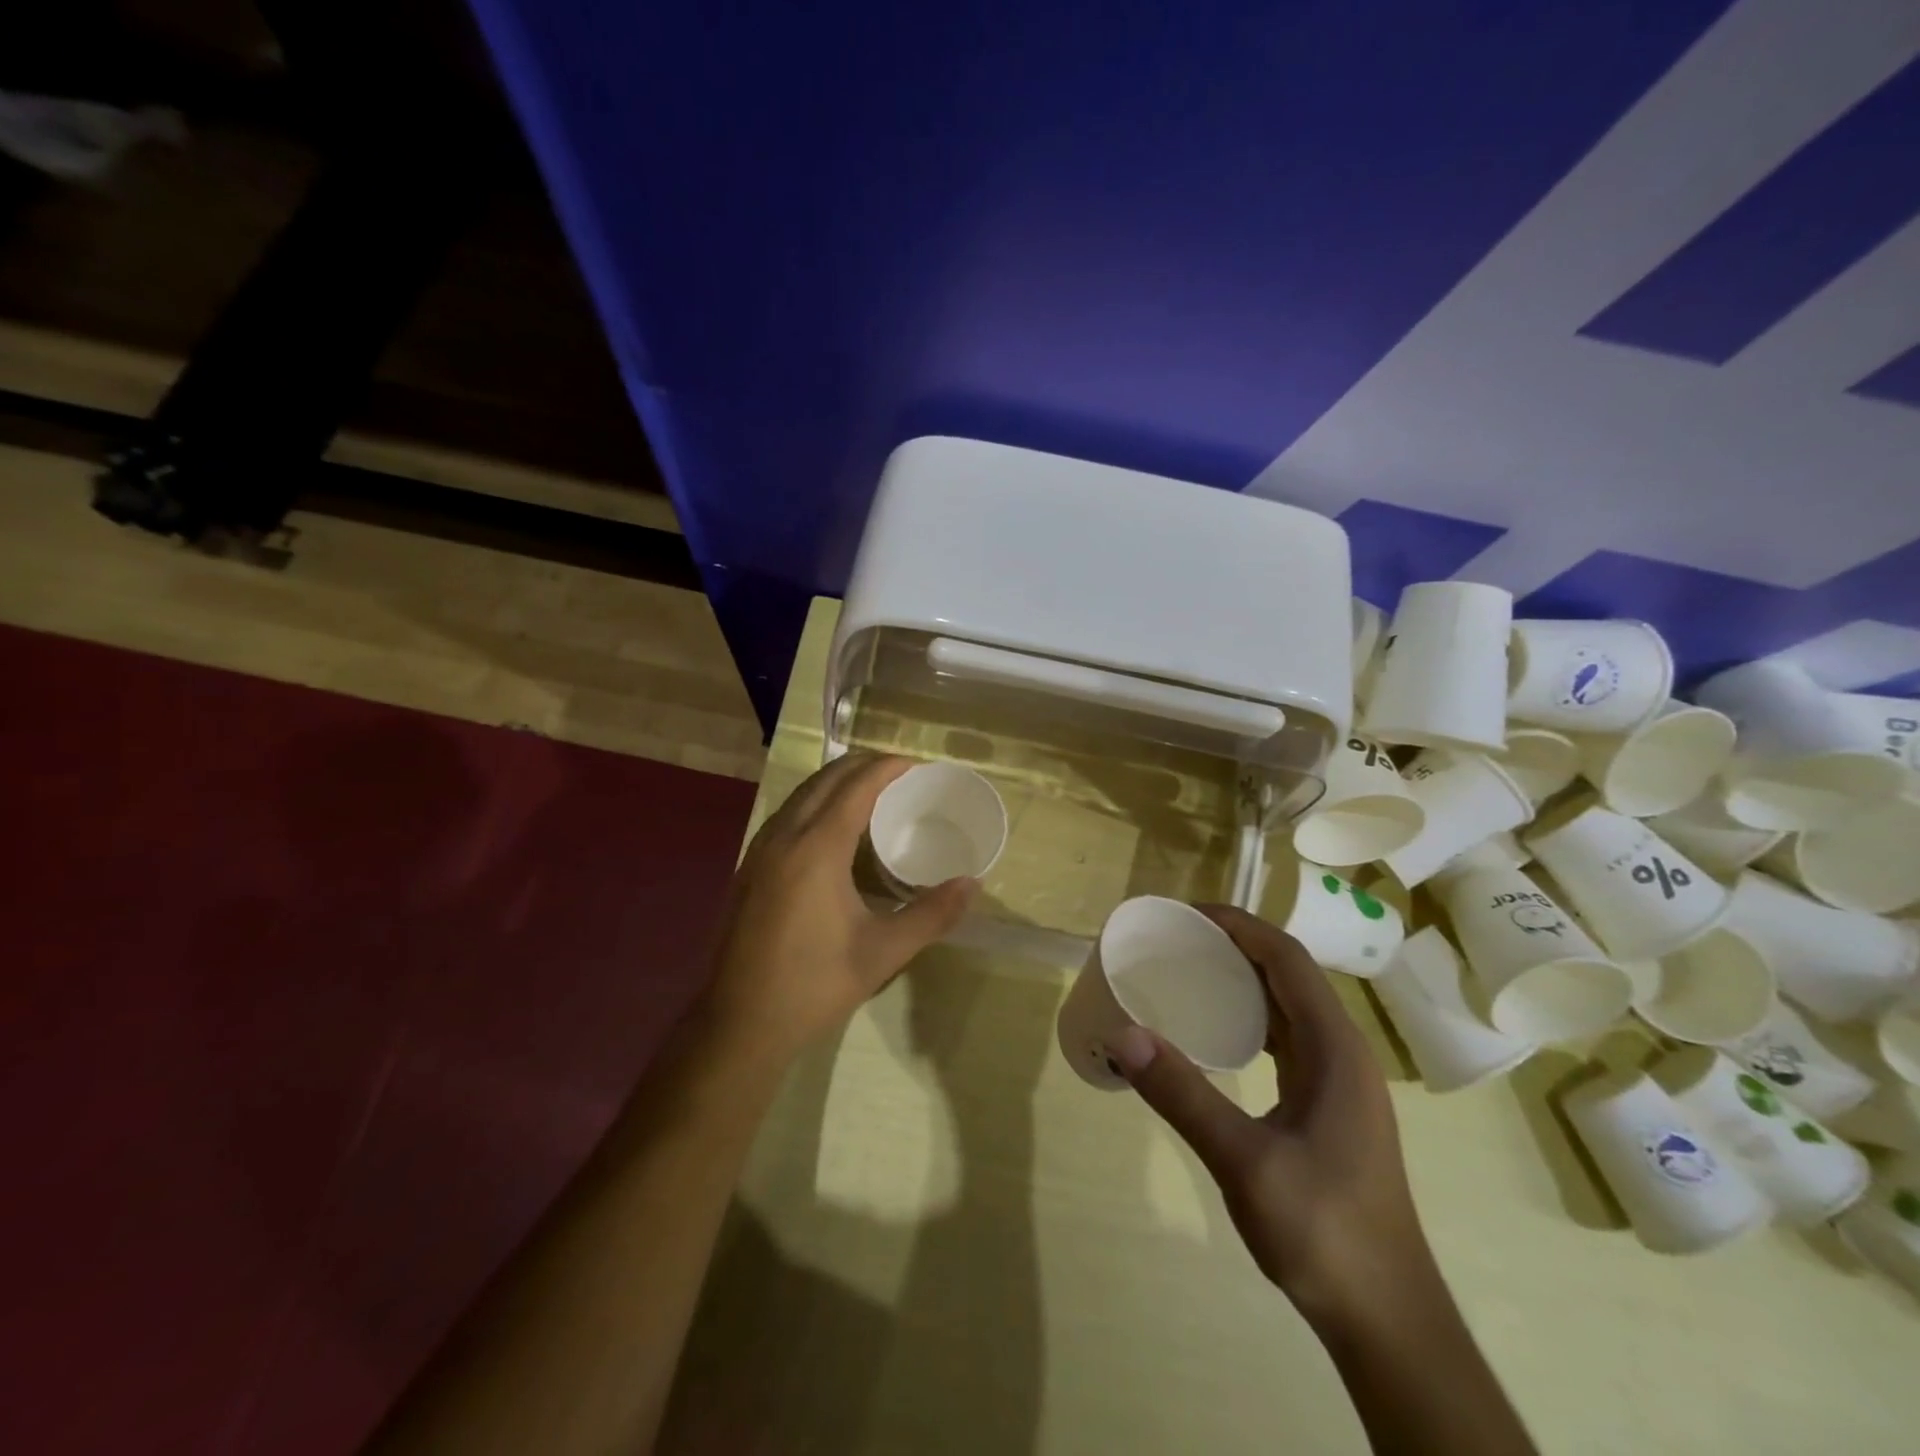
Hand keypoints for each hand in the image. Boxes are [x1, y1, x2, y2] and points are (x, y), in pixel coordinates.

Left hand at [699, 754, 976, 1059]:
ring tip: (871, 792)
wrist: (740, 1023)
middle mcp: (784, 837)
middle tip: (899, 773)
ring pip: (801, 795)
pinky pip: (787, 815)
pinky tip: (832, 829)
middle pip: (825, 780)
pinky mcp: (749, 868)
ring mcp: (759, 851)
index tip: (916, 764)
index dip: (886, 768)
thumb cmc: (815, 985)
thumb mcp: (883, 951)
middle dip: (862, 766)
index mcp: (816, 848)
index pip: (856, 787)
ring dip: (836, 782)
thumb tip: (972, 884)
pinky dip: (815, 803)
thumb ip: (932, 913)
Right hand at [1103, 905, 1436, 1326]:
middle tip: (1176, 939)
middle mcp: (1343, 1052)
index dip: (1239, 926)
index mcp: (1335, 1049)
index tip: (1187, 913)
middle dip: (1236, 945)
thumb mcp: (1244, 1161)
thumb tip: (1123, 1034)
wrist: (1387, 1320)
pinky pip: (1287, 1038)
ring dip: (1244, 979)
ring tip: (1189, 971)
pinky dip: (1250, 1018)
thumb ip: (1183, 1094)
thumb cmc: (1324, 1232)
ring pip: (1289, 1006)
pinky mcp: (1329, 1106)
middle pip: (1289, 974)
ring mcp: (1340, 1081)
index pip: (1287, 959)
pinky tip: (1216, 1031)